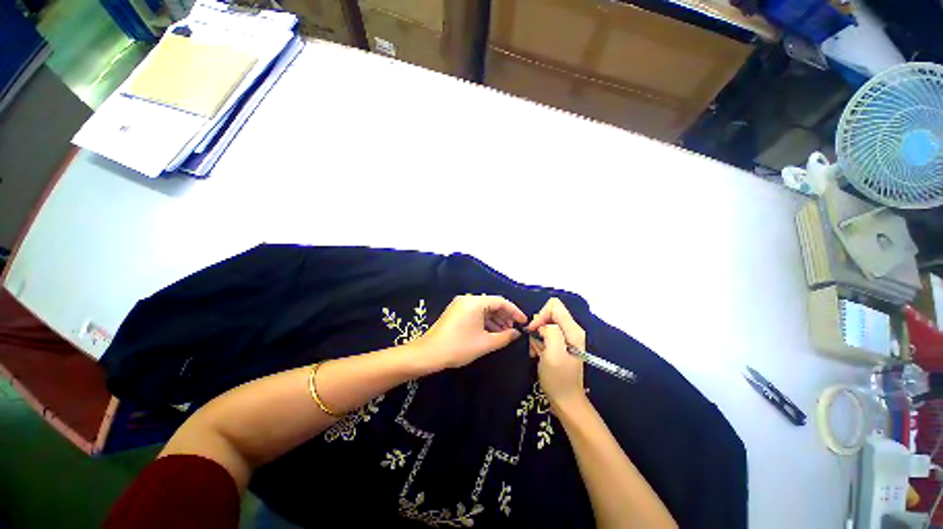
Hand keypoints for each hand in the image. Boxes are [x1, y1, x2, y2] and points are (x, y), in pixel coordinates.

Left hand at [414, 295, 526, 369]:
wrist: (428, 354)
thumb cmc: (458, 347)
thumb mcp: (485, 343)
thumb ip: (505, 337)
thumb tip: (516, 333)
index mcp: (475, 302)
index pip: (501, 301)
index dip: (515, 311)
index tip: (524, 322)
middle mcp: (467, 299)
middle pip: (492, 304)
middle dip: (505, 316)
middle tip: (514, 330)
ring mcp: (460, 305)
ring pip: (483, 309)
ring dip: (495, 320)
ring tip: (504, 333)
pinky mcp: (455, 312)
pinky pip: (475, 312)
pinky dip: (485, 321)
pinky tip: (491, 332)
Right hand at [528, 298, 586, 408]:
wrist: (566, 401)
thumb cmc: (559, 379)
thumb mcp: (553, 353)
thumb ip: (550, 332)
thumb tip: (542, 325)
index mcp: (573, 330)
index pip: (554, 305)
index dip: (541, 315)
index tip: (534, 330)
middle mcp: (571, 330)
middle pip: (549, 314)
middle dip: (538, 326)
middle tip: (535, 343)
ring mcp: (566, 338)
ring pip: (545, 325)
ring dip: (537, 336)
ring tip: (536, 352)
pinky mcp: (561, 345)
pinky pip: (546, 335)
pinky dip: (539, 342)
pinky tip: (538, 354)